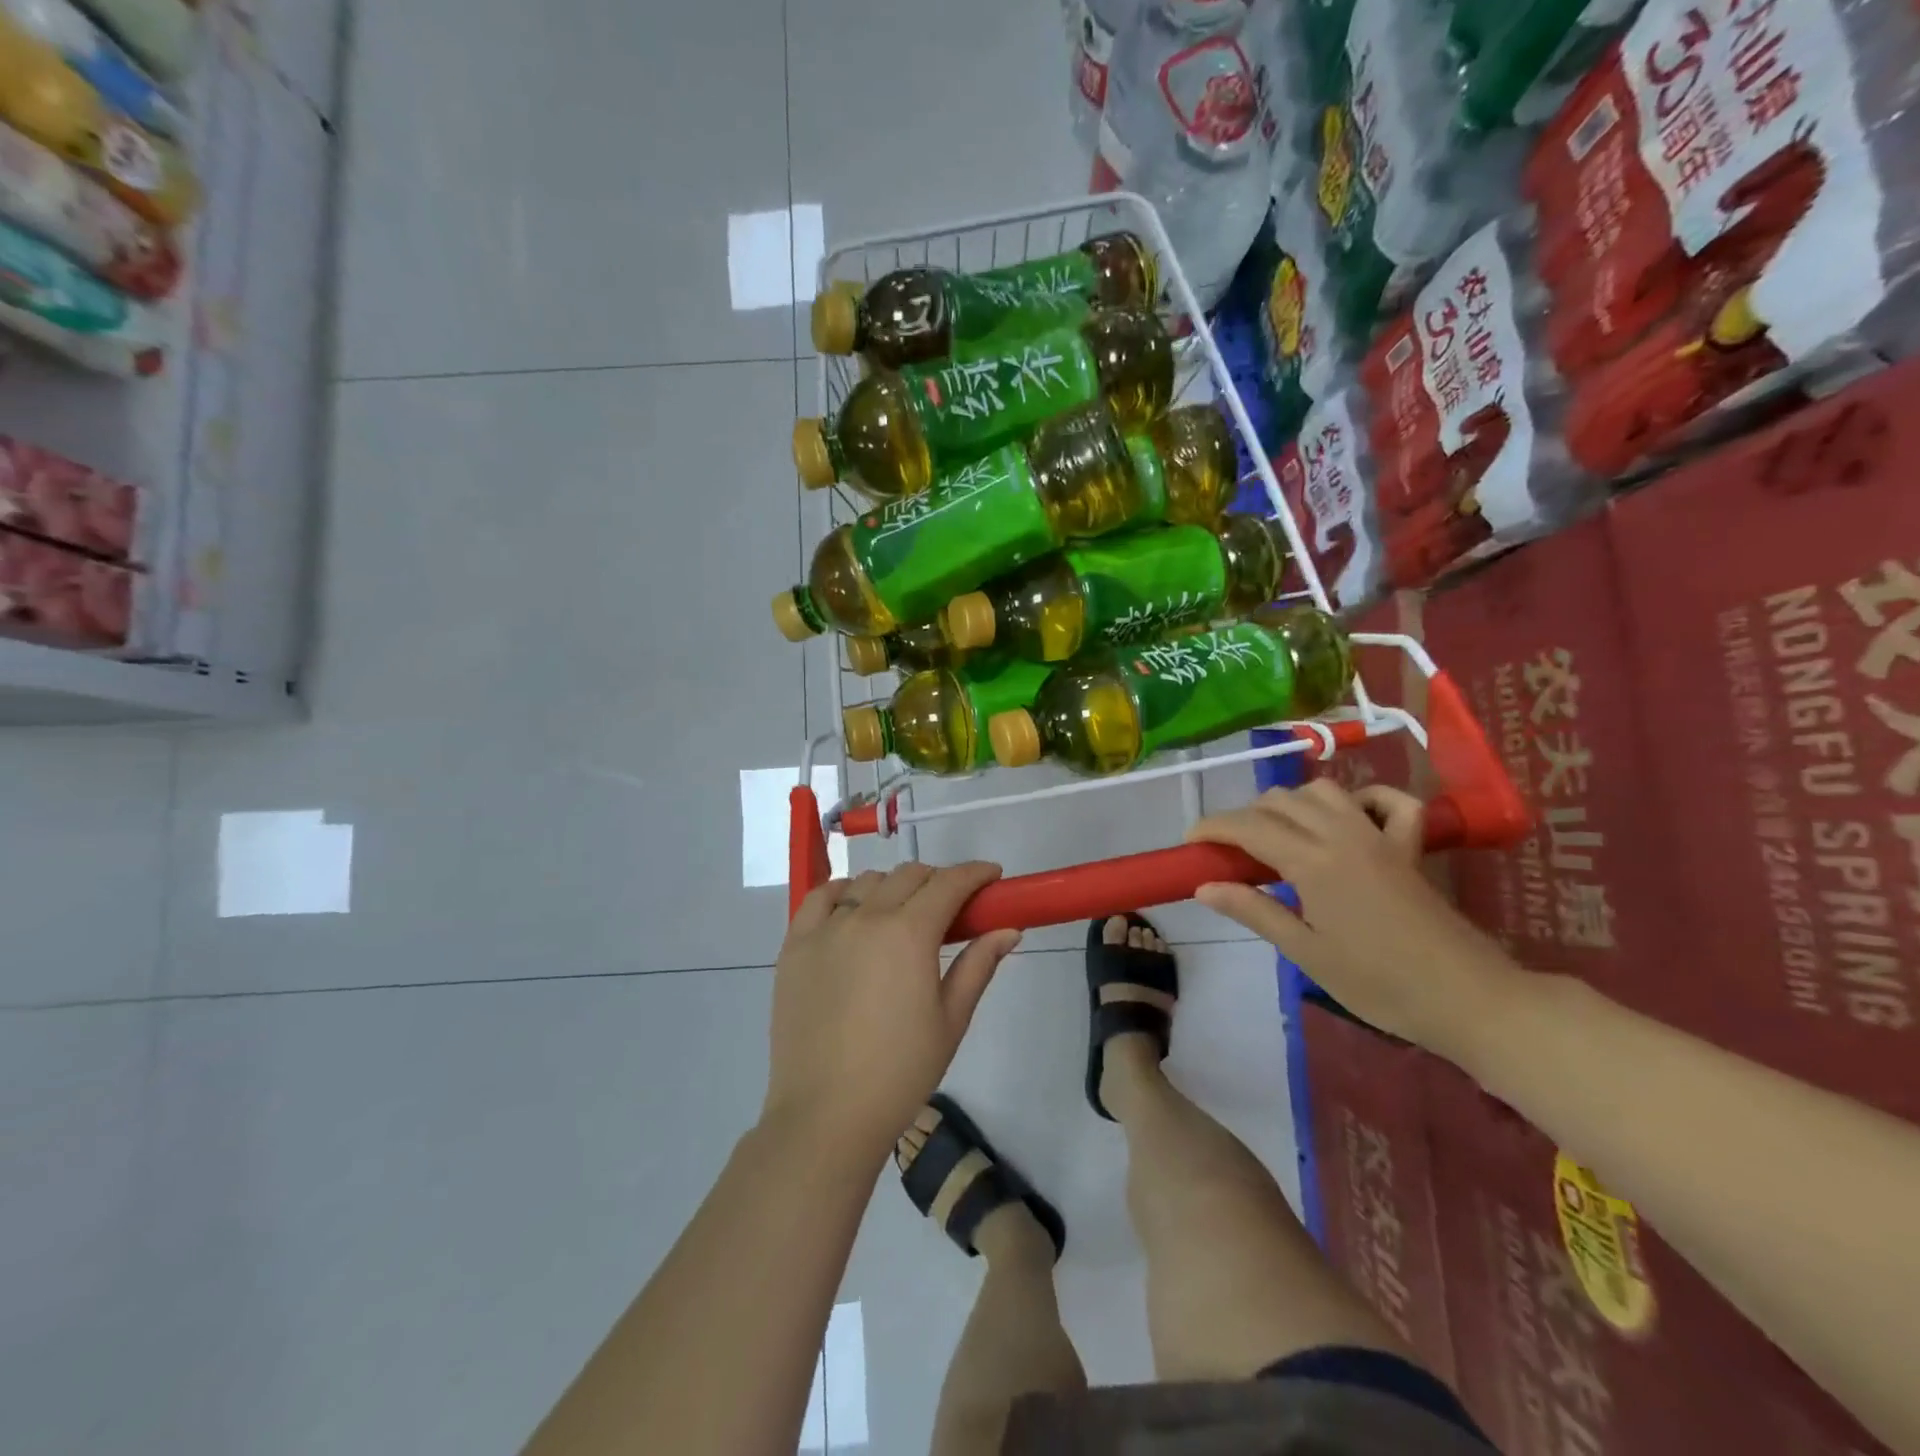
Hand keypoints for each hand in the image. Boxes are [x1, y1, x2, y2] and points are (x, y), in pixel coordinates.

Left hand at [763, 862, 1021, 1162]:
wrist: (826, 1115)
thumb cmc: (900, 1073)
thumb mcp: (951, 1020)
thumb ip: (978, 965)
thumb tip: (1009, 930)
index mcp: (909, 934)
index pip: (949, 883)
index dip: (975, 873)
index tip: (992, 876)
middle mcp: (866, 918)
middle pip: (909, 876)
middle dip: (938, 880)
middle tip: (952, 907)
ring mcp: (825, 929)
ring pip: (866, 883)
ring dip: (893, 887)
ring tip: (903, 914)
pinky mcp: (795, 946)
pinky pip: (820, 898)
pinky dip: (843, 892)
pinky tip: (853, 910)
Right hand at [1188, 781, 1520, 1057]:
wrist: (1468, 999)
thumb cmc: (1378, 984)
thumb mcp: (1306, 953)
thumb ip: (1253, 911)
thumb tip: (1204, 886)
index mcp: (1313, 862)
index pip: (1249, 827)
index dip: (1213, 827)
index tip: (1190, 841)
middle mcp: (1343, 835)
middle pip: (1280, 802)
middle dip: (1246, 817)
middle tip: (1231, 852)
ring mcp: (1380, 836)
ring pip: (1324, 791)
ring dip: (1293, 803)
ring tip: (1279, 835)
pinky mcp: (1409, 846)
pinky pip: (1389, 802)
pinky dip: (1365, 799)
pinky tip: (1350, 819)